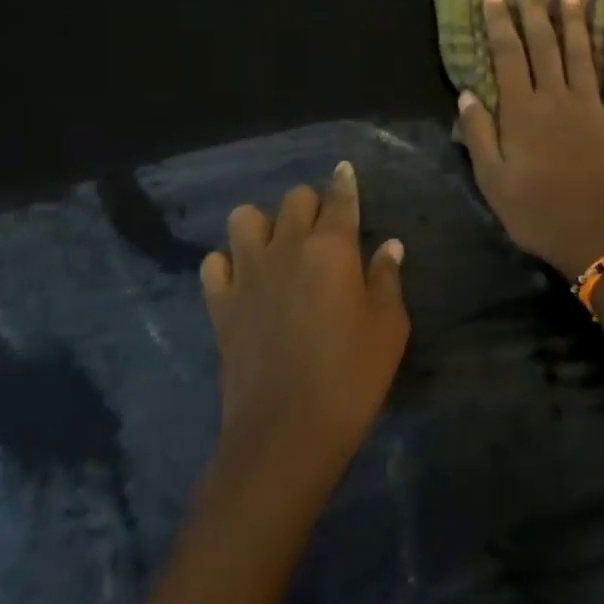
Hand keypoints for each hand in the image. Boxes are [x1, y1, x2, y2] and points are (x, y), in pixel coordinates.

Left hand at [200, 163, 408, 487]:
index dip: (344, 182)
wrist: (285, 433)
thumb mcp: (388, 327)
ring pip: (244, 218)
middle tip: (323, 230)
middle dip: (311, 205)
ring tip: (278, 248)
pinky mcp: (220, 304)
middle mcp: (287, 247)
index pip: (339, 199)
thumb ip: (387, 278)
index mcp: (331, 247)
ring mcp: (247, 274)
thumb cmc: (350, 377)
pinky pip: (214, 264)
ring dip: (263, 225)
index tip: (344, 171)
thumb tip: (389, 245)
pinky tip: (244, 280)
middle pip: (294, 199)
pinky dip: (228, 263)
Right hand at [460, 0, 603, 277]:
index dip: (498, 21)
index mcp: (521, 110)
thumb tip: (467, 92)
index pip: (506, 53)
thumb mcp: (491, 179)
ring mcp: (590, 104)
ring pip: (580, 51)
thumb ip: (478, 133)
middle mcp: (555, 96)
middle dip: (532, 8)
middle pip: (542, 43)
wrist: (593, 235)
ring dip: (573, 19)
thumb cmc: (534, 211)